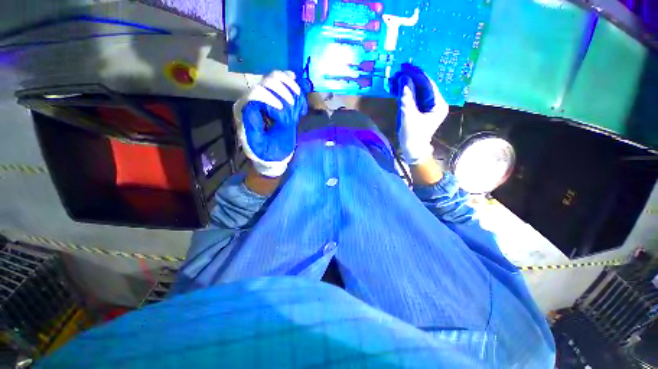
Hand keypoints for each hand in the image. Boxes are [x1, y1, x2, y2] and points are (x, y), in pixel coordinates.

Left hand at [233, 71, 308, 176]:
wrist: (272, 154)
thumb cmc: (266, 152)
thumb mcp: (259, 145)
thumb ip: (255, 128)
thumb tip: (258, 108)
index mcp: (245, 111)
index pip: (254, 94)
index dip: (269, 97)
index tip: (283, 109)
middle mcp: (251, 100)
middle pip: (265, 82)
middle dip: (282, 90)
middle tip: (292, 105)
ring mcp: (263, 97)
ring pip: (273, 78)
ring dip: (288, 84)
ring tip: (298, 94)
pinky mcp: (272, 98)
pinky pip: (280, 83)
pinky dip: (289, 81)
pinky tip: (296, 83)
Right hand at [391, 63, 448, 164]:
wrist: (412, 150)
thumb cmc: (412, 135)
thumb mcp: (409, 116)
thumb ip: (407, 97)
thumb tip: (403, 78)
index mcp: (438, 104)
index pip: (428, 84)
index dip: (417, 75)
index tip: (406, 66)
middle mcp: (435, 102)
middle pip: (424, 86)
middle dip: (412, 78)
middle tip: (400, 69)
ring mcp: (427, 106)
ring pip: (418, 91)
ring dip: (407, 84)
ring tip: (397, 76)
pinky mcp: (419, 110)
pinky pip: (413, 98)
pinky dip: (405, 93)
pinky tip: (398, 87)